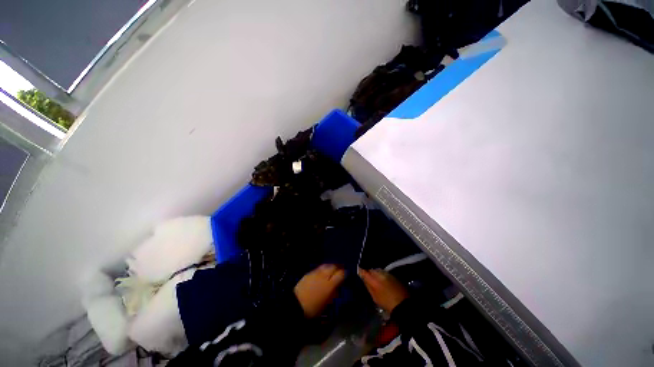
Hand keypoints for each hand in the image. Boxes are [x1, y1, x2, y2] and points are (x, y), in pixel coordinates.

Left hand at [294, 264, 345, 317]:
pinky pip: (319, 268)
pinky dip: (323, 268)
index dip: (345, 273)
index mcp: (330, 284)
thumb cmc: (313, 309)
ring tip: (332, 269)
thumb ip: (333, 294)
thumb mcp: (326, 304)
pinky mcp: (309, 273)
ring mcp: (316, 273)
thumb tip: (337, 288)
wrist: (296, 305)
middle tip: (340, 269)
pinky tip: (323, 271)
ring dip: (331, 266)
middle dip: (338, 267)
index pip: (341, 274)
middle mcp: (324, 276)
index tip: (346, 274)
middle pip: (333, 267)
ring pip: (326, 265)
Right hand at [359, 268, 408, 312]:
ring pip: (377, 270)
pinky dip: (381, 274)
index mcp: (373, 280)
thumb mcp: (374, 296)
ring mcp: (387, 273)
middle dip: (368, 272)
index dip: (360, 271)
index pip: (363, 271)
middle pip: (371, 270)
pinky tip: (382, 280)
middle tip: (367, 278)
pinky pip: (384, 272)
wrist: (403, 304)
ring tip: (375, 279)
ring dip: (375, 273)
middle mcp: (379, 273)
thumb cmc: (386, 303)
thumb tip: (362, 277)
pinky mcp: (392, 275)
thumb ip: (368, 285)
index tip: (358, 272)